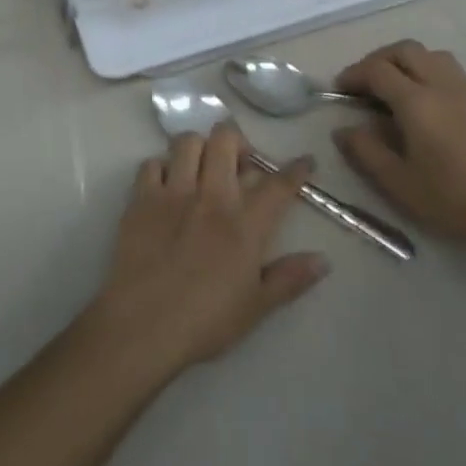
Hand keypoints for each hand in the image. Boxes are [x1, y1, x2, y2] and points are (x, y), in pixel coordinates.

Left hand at [85, 125, 328, 377]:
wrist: (144, 325)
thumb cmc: (205, 321)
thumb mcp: (256, 307)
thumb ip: (290, 278)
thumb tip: (323, 259)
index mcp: (244, 224)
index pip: (277, 185)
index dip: (295, 169)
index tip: (305, 161)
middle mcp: (211, 196)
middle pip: (226, 141)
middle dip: (237, 142)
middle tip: (239, 163)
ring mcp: (174, 192)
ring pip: (188, 141)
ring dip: (199, 148)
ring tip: (201, 167)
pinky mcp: (142, 197)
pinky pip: (151, 163)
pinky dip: (161, 168)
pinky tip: (166, 185)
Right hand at [333, 40, 465, 248]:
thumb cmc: (452, 198)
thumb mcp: (398, 182)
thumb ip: (365, 151)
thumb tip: (343, 129)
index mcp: (416, 101)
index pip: (377, 70)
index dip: (354, 74)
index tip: (341, 88)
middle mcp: (442, 84)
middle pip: (405, 50)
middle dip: (380, 59)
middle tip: (368, 82)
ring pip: (434, 56)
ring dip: (410, 62)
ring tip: (401, 86)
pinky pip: (457, 73)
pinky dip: (437, 76)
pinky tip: (437, 103)